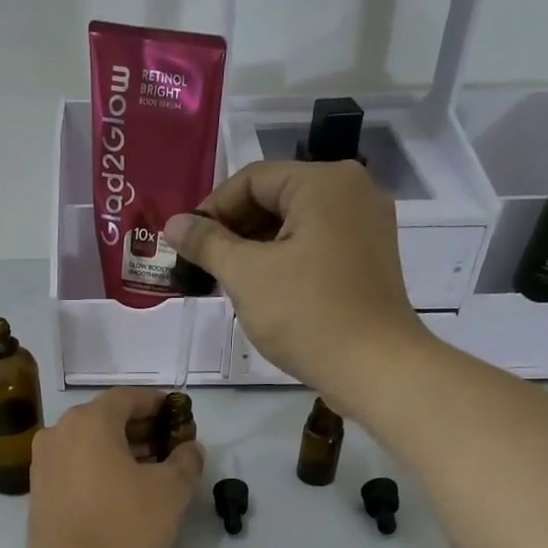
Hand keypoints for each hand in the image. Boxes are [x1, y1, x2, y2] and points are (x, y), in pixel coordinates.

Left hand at [25, 389, 204, 547]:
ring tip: (151, 470)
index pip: (128, 397)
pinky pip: (75, 466)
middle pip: (106, 419)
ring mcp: (43, 462)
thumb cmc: (124, 526)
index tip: (179, 416)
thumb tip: (189, 449)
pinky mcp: (39, 491)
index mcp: (89, 421)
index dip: (158, 404)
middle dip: (141, 428)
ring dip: (120, 450)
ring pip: (89, 444)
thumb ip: (186, 461)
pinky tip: (122, 490)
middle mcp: (59, 433)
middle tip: (170, 446)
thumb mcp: (171, 492)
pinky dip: (99, 468)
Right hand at [164, 161, 430, 408]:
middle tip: (204, 266)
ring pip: (296, 224)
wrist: (373, 367)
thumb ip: (206, 243)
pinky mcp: (370, 258)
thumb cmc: (306, 314)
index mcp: (324, 182)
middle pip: (277, 197)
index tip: (187, 245)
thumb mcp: (246, 275)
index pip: (252, 179)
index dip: (213, 209)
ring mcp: (367, 225)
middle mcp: (353, 191)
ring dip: (257, 248)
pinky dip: (286, 260)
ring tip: (228, 283)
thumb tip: (174, 223)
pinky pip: (317, 245)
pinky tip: (264, 291)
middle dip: (235, 230)